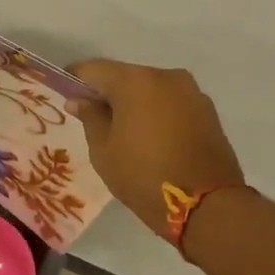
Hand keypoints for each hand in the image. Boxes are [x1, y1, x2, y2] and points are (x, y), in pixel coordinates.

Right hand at [66, 60, 245, 239]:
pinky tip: (151, 138)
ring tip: (124, 132)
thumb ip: (90, 118)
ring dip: (134, 103)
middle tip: (93, 118)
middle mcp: (165, 76)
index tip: (65, 95)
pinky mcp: (207, 110)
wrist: (208, 205)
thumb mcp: (104, 151)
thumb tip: (79, 100)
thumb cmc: (144, 176)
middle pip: (125, 76)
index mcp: (135, 81)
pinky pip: (171, 103)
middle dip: (107, 93)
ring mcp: (191, 92)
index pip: (94, 69)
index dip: (75, 80)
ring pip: (150, 89)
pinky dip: (157, 113)